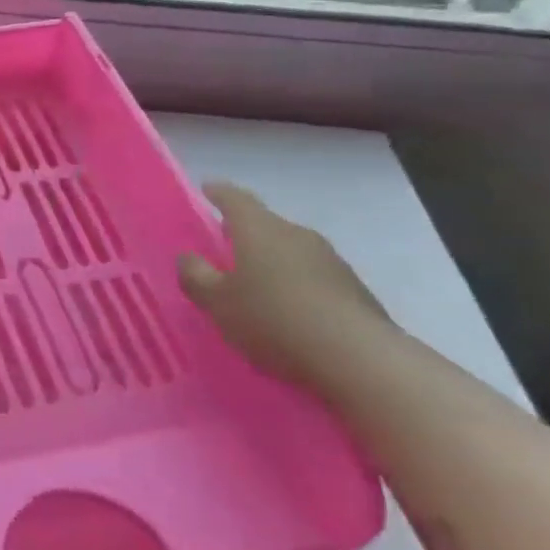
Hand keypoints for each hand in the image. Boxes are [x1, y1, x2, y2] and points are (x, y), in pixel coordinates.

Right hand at [177, 183, 394, 391]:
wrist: (361, 360)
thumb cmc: (274, 320)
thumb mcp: (218, 302)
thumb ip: (196, 276)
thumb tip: (188, 257)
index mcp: (259, 229)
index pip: (235, 198)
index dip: (218, 193)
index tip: (206, 189)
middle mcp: (296, 234)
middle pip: (265, 225)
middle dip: (245, 233)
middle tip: (224, 247)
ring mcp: (331, 261)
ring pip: (291, 252)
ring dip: (273, 262)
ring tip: (256, 286)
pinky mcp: (355, 291)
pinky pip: (313, 278)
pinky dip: (296, 286)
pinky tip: (289, 313)